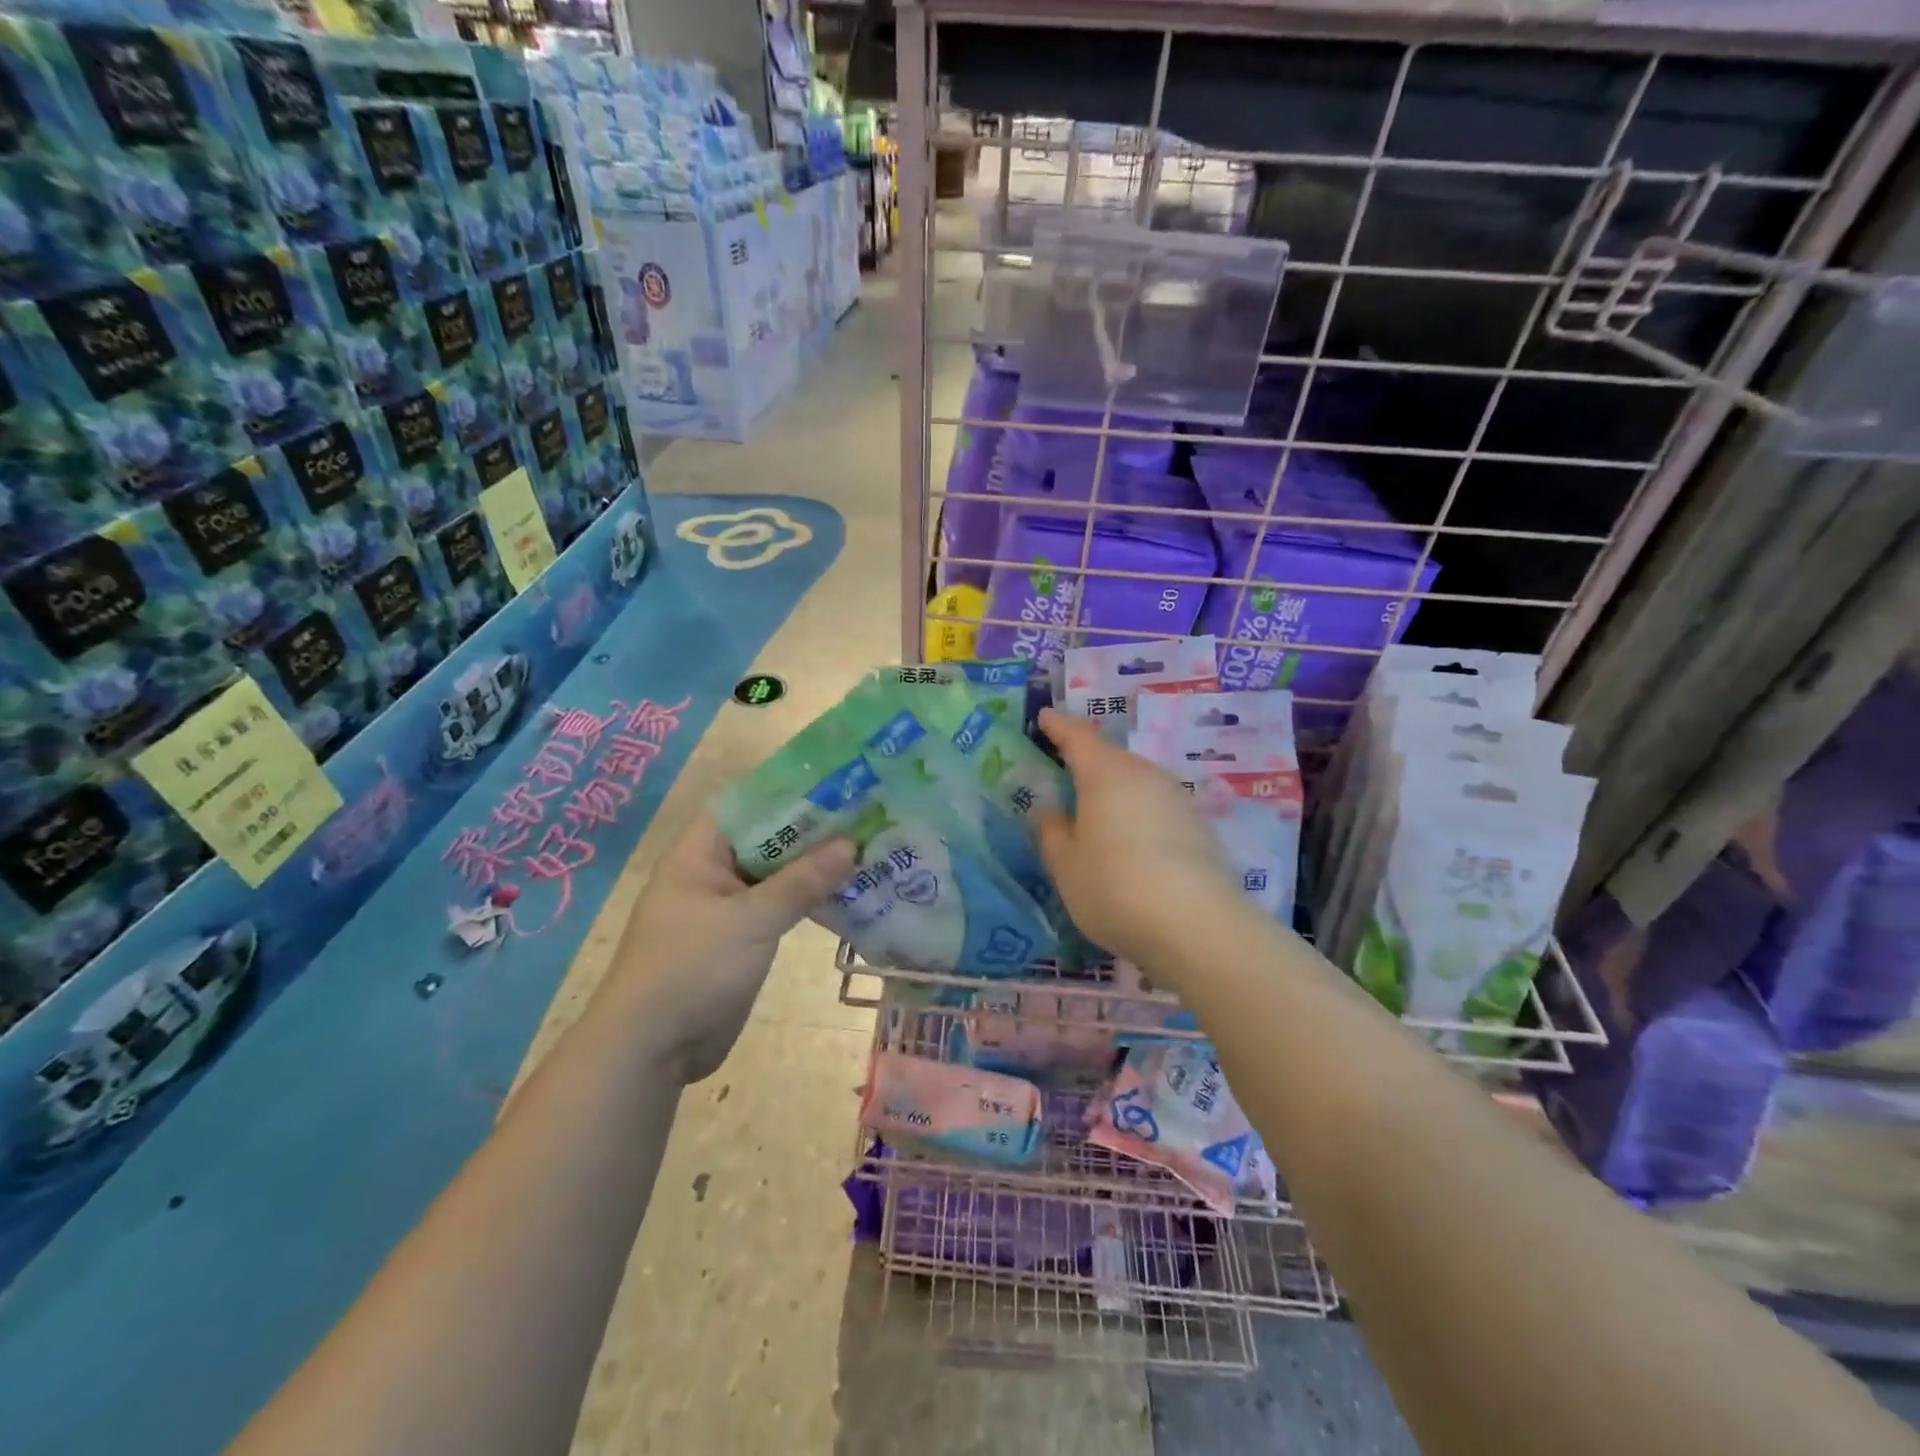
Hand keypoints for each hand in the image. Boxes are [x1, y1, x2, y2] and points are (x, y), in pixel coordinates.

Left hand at [606, 810, 854, 1083]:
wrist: (651, 1049)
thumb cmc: (692, 968)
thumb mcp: (751, 920)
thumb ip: (801, 881)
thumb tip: (850, 844)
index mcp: (700, 853)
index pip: (748, 803)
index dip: (790, 790)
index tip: (838, 783)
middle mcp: (712, 872)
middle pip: (768, 838)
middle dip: (812, 830)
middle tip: (866, 815)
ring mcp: (726, 907)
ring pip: (776, 874)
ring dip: (815, 867)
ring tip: (868, 849)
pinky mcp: (740, 938)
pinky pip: (778, 907)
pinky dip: (807, 900)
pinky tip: (848, 894)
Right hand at [1034, 708, 1245, 976]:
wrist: (1197, 926)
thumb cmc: (1114, 887)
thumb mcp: (1066, 865)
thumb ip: (1052, 832)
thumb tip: (1050, 809)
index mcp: (1105, 773)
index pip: (1077, 736)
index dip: (1058, 726)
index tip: (1044, 717)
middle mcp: (1145, 774)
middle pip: (1111, 757)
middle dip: (1087, 761)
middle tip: (1065, 773)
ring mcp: (1177, 799)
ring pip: (1137, 782)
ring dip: (1115, 791)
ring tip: (1096, 813)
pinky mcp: (1199, 827)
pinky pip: (1157, 808)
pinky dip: (1139, 815)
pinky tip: (1131, 843)